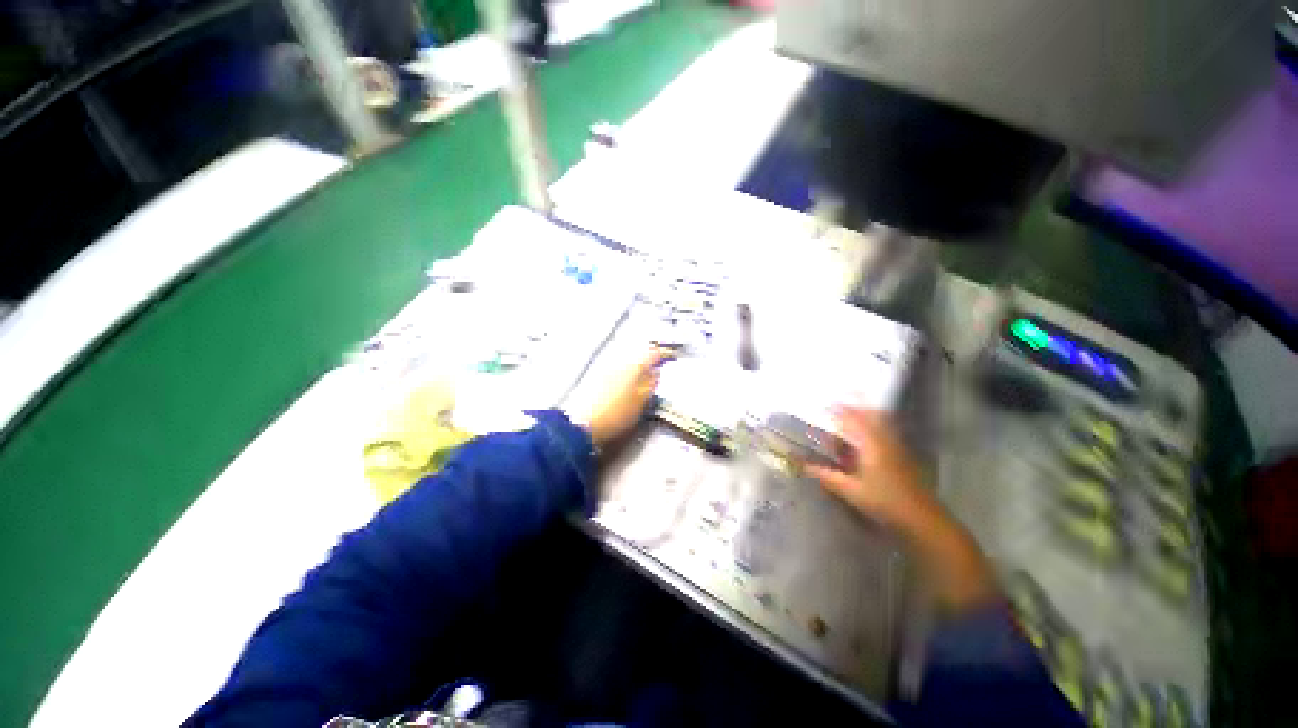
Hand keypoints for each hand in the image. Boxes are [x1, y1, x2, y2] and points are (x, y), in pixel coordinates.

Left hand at [578, 348, 672, 446]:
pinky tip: (627, 377)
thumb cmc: (616, 414)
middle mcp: (619, 361)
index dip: (664, 353)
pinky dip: (626, 368)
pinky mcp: (595, 375)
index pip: (653, 353)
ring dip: (637, 361)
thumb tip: (657, 372)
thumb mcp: (641, 402)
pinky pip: (617, 365)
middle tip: (660, 361)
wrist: (582, 424)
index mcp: (634, 366)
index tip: (672, 356)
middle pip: (638, 352)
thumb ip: (651, 384)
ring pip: (626, 358)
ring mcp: (605, 366)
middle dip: (650, 355)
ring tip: (645, 370)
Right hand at [807, 407, 995, 611]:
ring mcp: (897, 447)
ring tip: (849, 421)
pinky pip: (887, 433)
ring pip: (881, 423)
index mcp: (870, 443)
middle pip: (870, 414)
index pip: (852, 418)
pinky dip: (874, 429)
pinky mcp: (903, 457)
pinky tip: (865, 442)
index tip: (824, 405)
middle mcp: (885, 440)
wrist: (922, 520)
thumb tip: (800, 463)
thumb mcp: (849, 489)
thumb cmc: (884, 502)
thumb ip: (824, 474)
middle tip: (838, 407)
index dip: (837, 410)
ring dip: (865, 417)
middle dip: (854, 408)